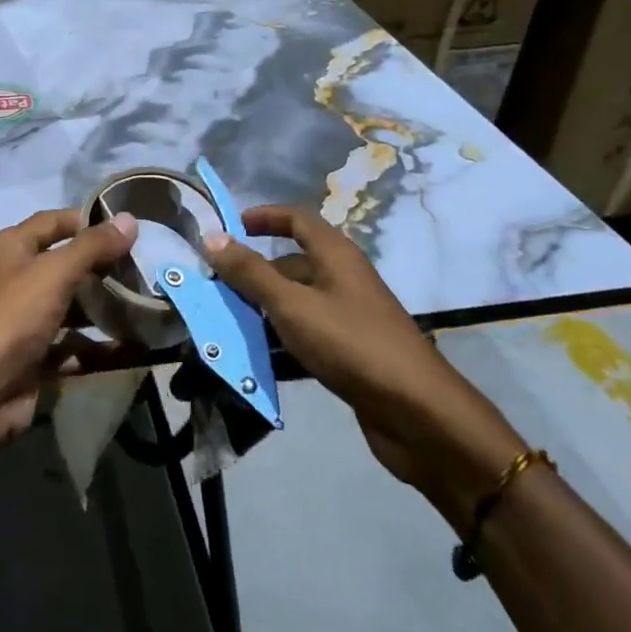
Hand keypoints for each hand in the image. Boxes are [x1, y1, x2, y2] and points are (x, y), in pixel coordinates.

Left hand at [0, 209, 136, 453]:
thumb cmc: (11, 318)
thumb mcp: (54, 273)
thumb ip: (93, 246)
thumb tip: (129, 219)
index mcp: (10, 248)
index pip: (53, 222)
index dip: (88, 220)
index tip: (129, 228)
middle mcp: (15, 279)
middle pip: (65, 265)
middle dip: (103, 267)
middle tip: (145, 269)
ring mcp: (24, 321)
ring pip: (72, 307)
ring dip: (104, 308)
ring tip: (147, 306)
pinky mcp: (34, 358)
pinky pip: (73, 347)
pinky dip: (99, 348)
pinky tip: (134, 347)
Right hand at [204, 206, 525, 525]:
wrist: (417, 414)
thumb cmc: (351, 344)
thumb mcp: (292, 305)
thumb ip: (250, 273)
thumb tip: (212, 236)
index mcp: (335, 256)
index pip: (297, 219)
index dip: (264, 217)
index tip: (230, 228)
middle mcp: (344, 279)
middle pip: (292, 265)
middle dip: (253, 274)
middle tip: (214, 290)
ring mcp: (349, 318)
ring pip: (296, 304)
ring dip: (262, 312)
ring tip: (224, 327)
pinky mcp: (351, 353)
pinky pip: (306, 337)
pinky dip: (280, 343)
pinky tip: (255, 362)